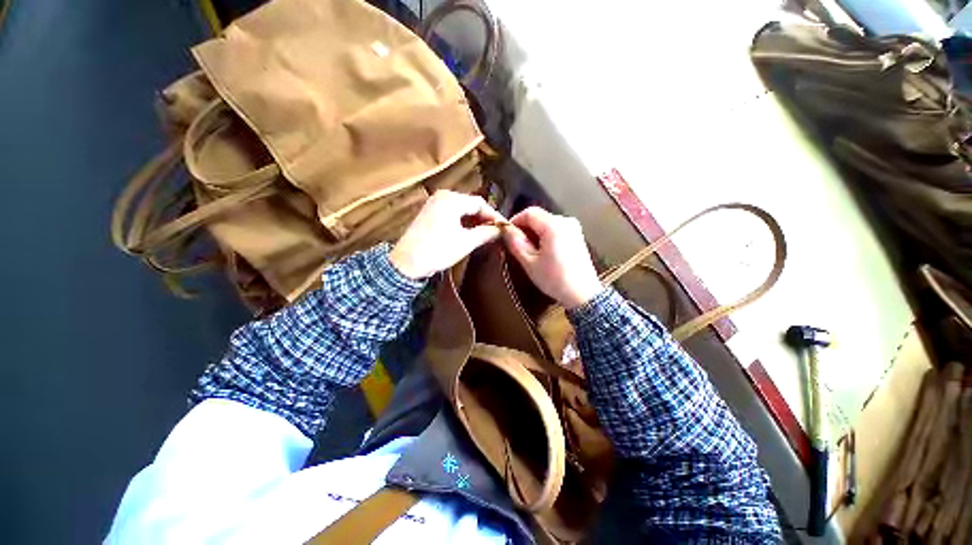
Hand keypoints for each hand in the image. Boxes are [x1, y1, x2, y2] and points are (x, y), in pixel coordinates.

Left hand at [390, 190, 505, 278]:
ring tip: (486, 233)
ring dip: (474, 220)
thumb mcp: (466, 242)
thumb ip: (486, 233)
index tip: (505, 227)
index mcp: (451, 200)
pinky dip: (463, 221)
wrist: (406, 263)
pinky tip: (469, 231)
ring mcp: (434, 203)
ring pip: (461, 209)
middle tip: (496, 231)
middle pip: (470, 204)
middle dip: (484, 217)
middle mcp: (442, 196)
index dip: (494, 215)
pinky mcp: (429, 213)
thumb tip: (501, 230)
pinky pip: (452, 213)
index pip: (480, 203)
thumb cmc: (437, 251)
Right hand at [502, 207, 602, 308]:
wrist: (583, 294)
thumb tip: (505, 229)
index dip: (514, 221)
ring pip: (547, 223)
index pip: (529, 212)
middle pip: (539, 217)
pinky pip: (556, 229)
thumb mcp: (530, 262)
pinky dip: (545, 236)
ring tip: (528, 250)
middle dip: (525, 228)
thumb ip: (516, 242)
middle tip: (516, 244)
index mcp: (554, 225)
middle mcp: (566, 221)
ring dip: (535, 232)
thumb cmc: (554, 279)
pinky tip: (542, 252)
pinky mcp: (577, 236)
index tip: (506, 234)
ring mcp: (574, 228)